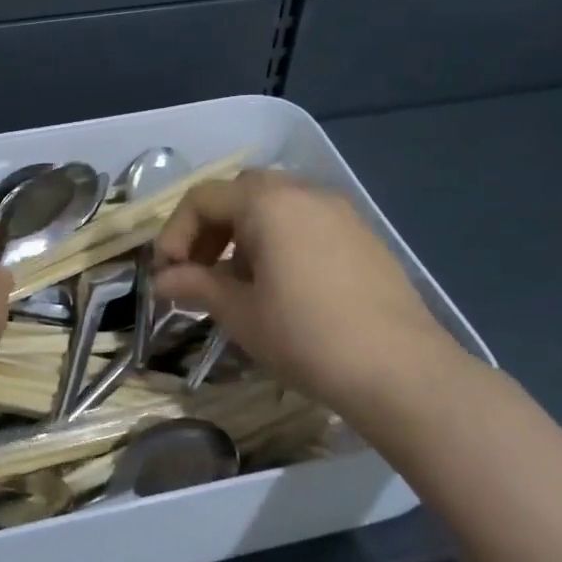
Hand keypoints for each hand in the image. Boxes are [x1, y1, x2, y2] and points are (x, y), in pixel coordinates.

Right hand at [152, 171, 476, 430]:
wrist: (400, 370)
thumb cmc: (305, 336)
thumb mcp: (240, 312)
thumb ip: (196, 285)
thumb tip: (162, 280)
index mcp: (268, 203)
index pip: (203, 198)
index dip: (175, 232)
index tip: (168, 273)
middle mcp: (304, 193)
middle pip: (241, 192)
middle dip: (211, 227)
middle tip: (199, 268)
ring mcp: (340, 212)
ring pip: (276, 204)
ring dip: (246, 232)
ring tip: (239, 281)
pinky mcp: (363, 236)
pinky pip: (307, 222)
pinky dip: (281, 240)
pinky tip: (282, 285)